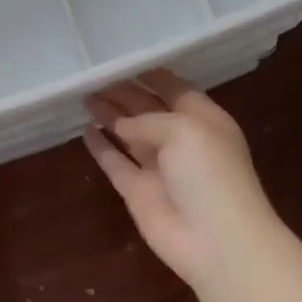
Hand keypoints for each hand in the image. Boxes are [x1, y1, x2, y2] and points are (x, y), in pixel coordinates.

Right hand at [84, 69, 278, 287]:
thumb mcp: (184, 129)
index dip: (151, 75)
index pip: (175, 89)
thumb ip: (147, 120)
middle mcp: (180, 140)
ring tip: (84, 96)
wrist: (216, 240)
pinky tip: (85, 131)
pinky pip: (115, 163)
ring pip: (128, 135)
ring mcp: (157, 167)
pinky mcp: (137, 192)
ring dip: (109, 116)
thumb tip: (119, 125)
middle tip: (93, 77)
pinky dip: (101, 148)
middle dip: (123, 93)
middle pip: (147, 110)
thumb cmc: (210, 174)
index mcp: (203, 120)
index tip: (123, 60)